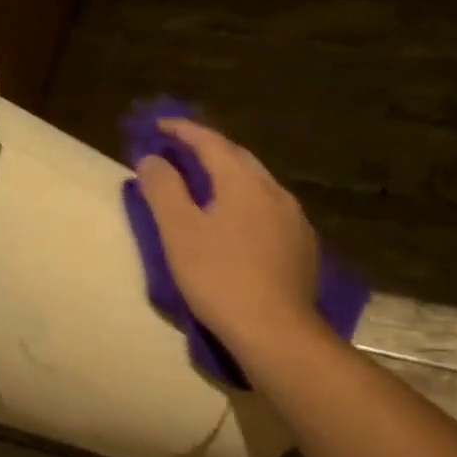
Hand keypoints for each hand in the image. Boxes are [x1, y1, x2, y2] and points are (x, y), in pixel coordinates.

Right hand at [135, 118, 319, 353]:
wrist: (275, 330)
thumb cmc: (220, 278)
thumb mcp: (179, 232)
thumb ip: (163, 189)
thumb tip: (153, 159)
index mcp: (244, 182)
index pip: (211, 142)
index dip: (183, 130)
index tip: (159, 126)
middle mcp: (275, 191)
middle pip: (239, 159)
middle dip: (209, 151)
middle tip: (182, 154)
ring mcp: (295, 220)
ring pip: (259, 186)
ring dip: (231, 179)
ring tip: (209, 188)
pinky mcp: (303, 247)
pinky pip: (272, 213)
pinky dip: (249, 207)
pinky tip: (241, 225)